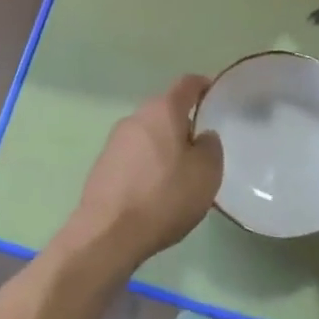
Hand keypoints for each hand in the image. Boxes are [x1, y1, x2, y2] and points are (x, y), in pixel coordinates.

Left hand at [62, 76, 221, 270]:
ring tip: (180, 174)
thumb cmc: (164, 197)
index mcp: (162, 110)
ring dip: (164, 146)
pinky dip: (147, 165)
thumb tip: (202, 137)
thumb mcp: (206, 173)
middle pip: (165, 110)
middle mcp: (136, 117)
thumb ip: (210, 146)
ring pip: (149, 134)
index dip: (203, 85)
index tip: (215, 95)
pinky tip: (155, 191)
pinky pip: (134, 155)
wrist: (108, 234)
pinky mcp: (103, 164)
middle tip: (202, 148)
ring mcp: (115, 140)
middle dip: (183, 123)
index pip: (187, 84)